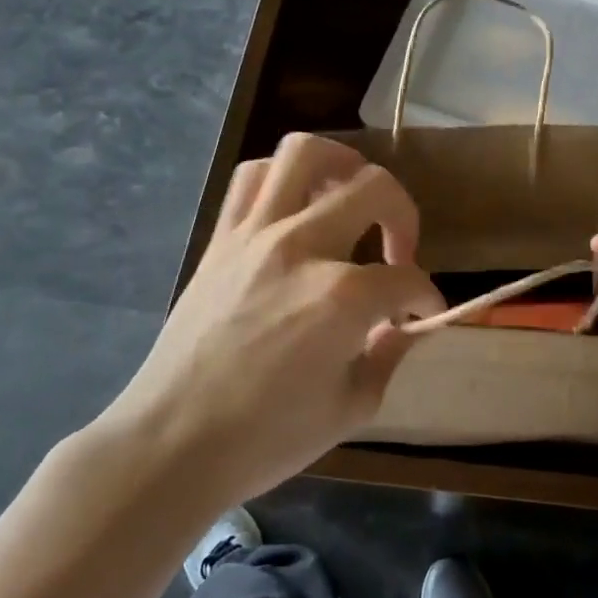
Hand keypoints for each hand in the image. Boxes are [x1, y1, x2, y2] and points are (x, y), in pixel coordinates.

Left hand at [96, 134, 443, 507]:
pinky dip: (283, 178)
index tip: (424, 316)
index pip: (407, 279)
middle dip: (404, 216)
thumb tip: (405, 326)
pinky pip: (252, 177)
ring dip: (343, 165)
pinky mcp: (221, 238)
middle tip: (398, 253)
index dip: (426, 297)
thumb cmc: (265, 438)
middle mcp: (302, 247)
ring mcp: (255, 234)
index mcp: (342, 297)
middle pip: (374, 188)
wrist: (170, 445)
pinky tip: (296, 207)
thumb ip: (390, 355)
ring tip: (351, 196)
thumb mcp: (351, 408)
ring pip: (305, 153)